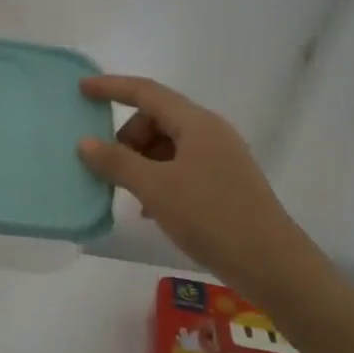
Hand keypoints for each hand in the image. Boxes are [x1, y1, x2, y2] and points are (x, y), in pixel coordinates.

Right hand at [77, 75, 318, 291]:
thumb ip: (117, 162)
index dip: (111, 88)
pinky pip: (181, 166)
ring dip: (142, 162)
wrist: (272, 264)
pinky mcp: (225, 182)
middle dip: (127, 137)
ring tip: (130, 194)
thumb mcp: (156, 189)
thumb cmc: (211, 217)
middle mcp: (210, 132)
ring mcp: (220, 157)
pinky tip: (151, 209)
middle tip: (110, 168)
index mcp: (196, 123)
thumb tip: (85, 143)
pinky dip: (159, 178)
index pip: (146, 92)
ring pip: (168, 145)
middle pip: (157, 119)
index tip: (82, 90)